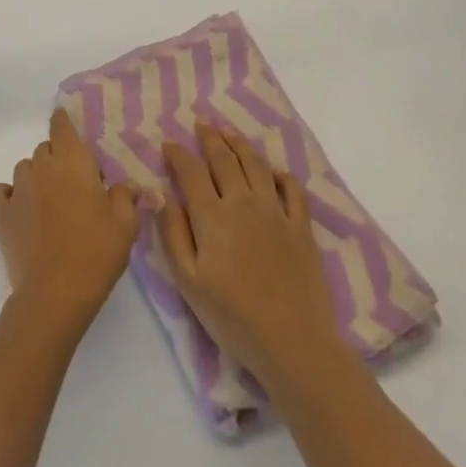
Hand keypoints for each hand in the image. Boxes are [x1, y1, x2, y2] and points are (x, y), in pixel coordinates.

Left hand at [0, 110, 139, 334]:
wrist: (56, 293)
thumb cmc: (96, 253)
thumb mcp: (125, 226)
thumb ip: (125, 197)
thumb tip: (125, 185)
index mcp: (73, 162)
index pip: (62, 126)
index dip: (64, 122)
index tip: (68, 125)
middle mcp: (42, 166)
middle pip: (46, 149)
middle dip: (59, 160)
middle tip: (76, 187)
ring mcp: (18, 189)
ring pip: (24, 169)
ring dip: (36, 178)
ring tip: (49, 203)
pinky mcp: (0, 213)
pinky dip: (3, 195)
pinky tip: (16, 208)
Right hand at [159, 124, 344, 387]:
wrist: (293, 342)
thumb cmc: (233, 317)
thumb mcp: (189, 282)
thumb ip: (174, 234)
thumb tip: (163, 196)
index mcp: (213, 216)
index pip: (191, 172)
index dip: (178, 154)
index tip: (169, 144)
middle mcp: (244, 203)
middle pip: (225, 159)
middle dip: (210, 138)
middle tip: (201, 125)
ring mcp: (276, 212)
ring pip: (256, 165)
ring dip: (240, 144)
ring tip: (229, 132)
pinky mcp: (302, 227)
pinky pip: (293, 190)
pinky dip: (281, 175)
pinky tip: (274, 171)